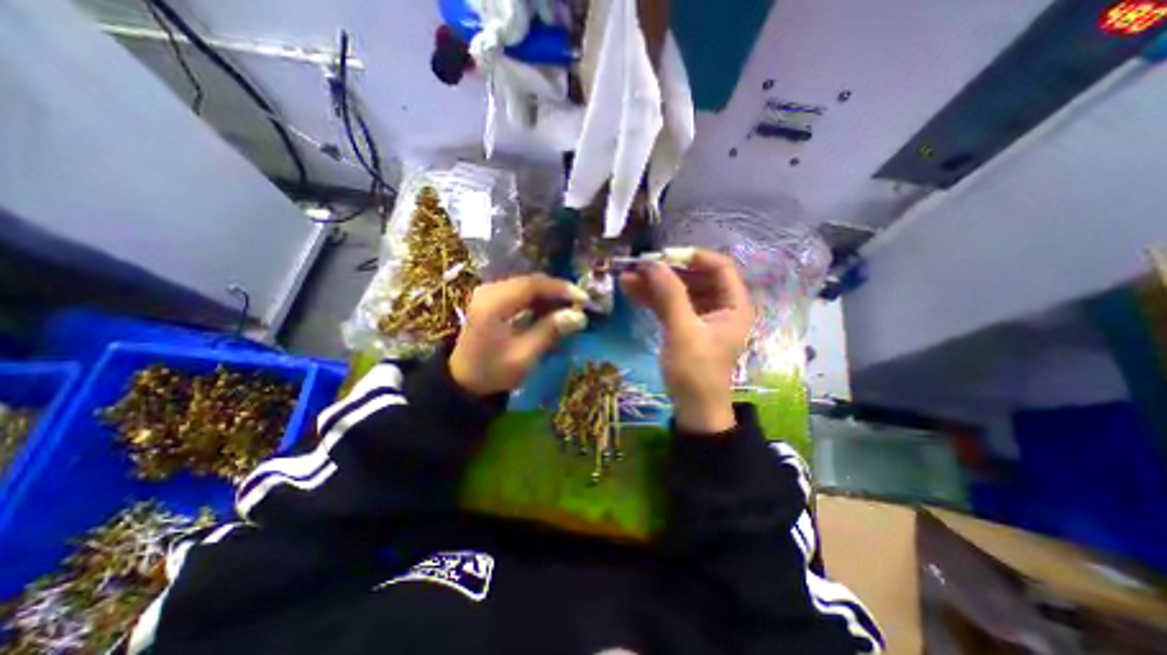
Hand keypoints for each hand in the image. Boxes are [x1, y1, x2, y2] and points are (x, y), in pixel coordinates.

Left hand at [449, 274, 587, 395]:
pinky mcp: (491, 300)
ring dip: (549, 297)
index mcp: (494, 302)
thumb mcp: (524, 355)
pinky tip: (551, 313)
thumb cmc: (493, 371)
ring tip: (569, 310)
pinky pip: (520, 294)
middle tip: (580, 305)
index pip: (533, 284)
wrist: (463, 382)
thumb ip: (550, 331)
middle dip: (558, 292)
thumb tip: (579, 315)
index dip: (561, 289)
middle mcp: (490, 291)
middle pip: (531, 282)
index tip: (584, 299)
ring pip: (527, 286)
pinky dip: (538, 301)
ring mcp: (489, 294)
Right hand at [624, 249, 750, 430]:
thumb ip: (670, 295)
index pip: (719, 267)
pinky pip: (669, 305)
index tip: (664, 257)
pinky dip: (652, 298)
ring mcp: (700, 316)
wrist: (693, 409)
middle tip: (639, 266)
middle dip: (667, 271)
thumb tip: (652, 264)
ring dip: (654, 284)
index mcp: (733, 304)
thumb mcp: (683, 332)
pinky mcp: (684, 325)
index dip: (693, 257)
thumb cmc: (696, 372)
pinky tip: (631, 290)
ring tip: (627, 276)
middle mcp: (719, 305)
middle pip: (695, 277)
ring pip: (678, 290)